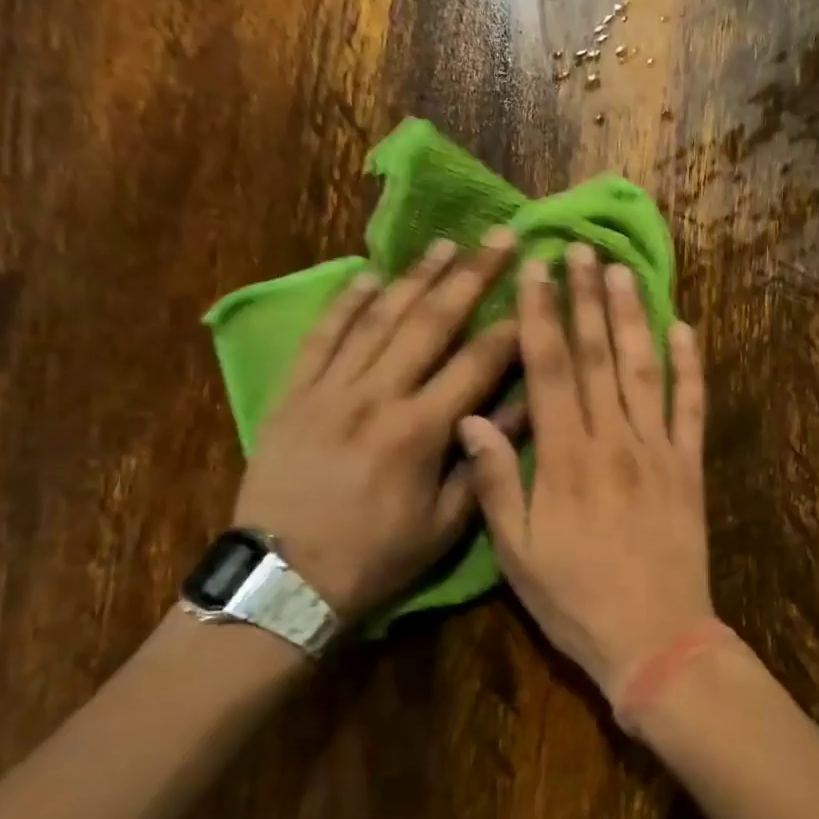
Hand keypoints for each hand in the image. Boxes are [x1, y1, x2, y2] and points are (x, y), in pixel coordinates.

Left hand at [232, 230, 520, 625]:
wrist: (283, 581)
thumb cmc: (375, 557)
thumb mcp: (444, 525)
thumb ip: (484, 463)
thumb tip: (524, 410)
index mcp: (419, 431)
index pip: (476, 364)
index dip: (510, 327)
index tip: (535, 293)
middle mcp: (376, 396)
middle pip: (430, 322)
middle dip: (471, 276)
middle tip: (499, 238)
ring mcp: (329, 390)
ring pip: (378, 319)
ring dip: (414, 277)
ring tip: (445, 244)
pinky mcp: (293, 394)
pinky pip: (321, 337)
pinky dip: (345, 304)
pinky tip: (367, 275)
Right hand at [458, 243, 714, 700]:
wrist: (655, 639)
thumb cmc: (576, 600)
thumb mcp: (518, 553)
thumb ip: (496, 482)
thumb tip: (472, 418)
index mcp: (565, 459)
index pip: (550, 371)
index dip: (541, 317)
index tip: (536, 273)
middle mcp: (613, 441)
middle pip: (598, 356)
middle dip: (585, 299)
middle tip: (579, 250)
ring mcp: (658, 450)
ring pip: (644, 369)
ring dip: (633, 317)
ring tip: (622, 271)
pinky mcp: (690, 467)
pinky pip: (693, 407)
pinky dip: (691, 366)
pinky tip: (686, 329)